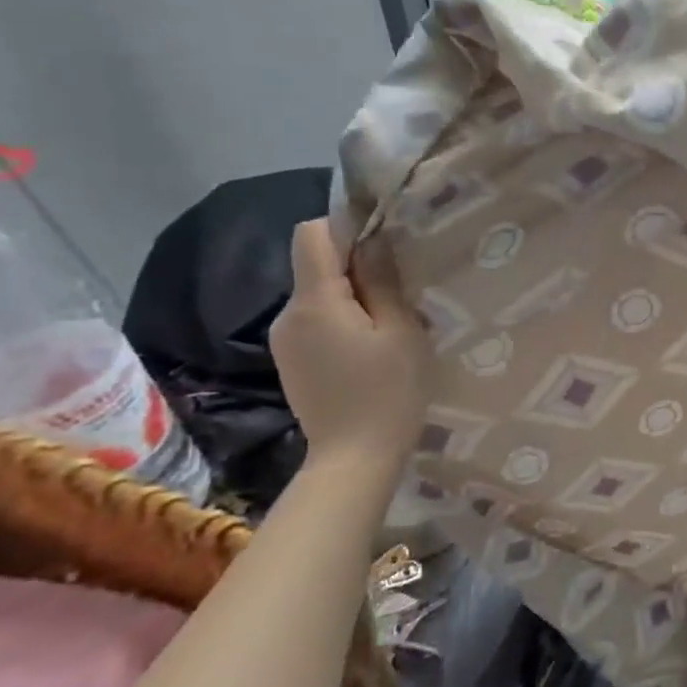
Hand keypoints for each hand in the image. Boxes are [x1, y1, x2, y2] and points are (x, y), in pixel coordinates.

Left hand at [271, 220, 428, 474]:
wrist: (355, 459)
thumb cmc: (388, 392)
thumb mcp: (400, 330)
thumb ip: (382, 281)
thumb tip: (372, 240)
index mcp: (315, 302)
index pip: (312, 234)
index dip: (346, 227)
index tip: (384, 244)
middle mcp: (288, 314)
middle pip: (315, 264)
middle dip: (355, 265)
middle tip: (400, 289)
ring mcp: (286, 340)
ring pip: (318, 293)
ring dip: (352, 295)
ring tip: (390, 323)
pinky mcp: (291, 360)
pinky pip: (316, 320)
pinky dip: (342, 319)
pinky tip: (370, 347)